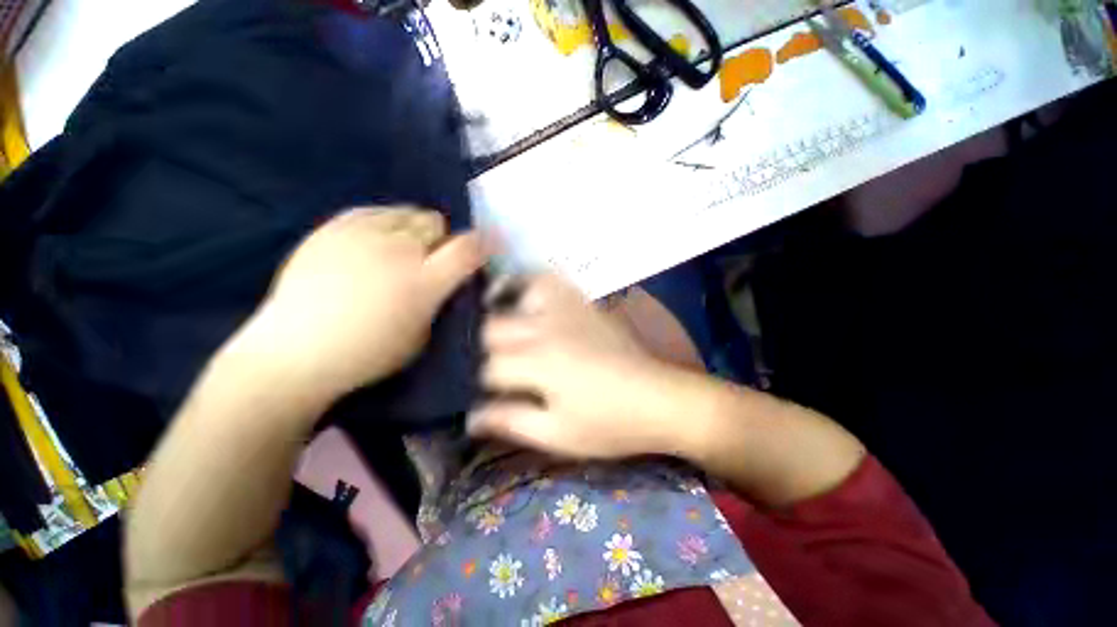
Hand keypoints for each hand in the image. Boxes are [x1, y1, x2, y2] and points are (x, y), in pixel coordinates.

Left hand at [233, 207, 483, 401]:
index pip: (468, 248)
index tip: (490, 244)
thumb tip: (449, 278)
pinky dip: (385, 223)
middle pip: (436, 223)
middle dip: (441, 240)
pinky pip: (374, 210)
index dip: (485, 243)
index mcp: (423, 282)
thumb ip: (440, 300)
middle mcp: (397, 250)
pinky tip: (374, 242)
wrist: (295, 351)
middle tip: (431, 259)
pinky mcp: (332, 227)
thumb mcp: (422, 335)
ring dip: (415, 230)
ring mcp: (361, 234)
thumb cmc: (368, 354)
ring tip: (401, 250)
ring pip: (408, 212)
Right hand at [468, 274, 692, 458]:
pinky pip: (552, 281)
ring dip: (508, 309)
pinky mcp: (584, 303)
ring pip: (518, 293)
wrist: (658, 399)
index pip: (490, 367)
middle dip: (493, 351)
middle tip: (504, 369)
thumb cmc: (608, 424)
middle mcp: (546, 327)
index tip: (497, 397)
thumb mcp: (557, 434)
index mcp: (538, 362)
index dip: (488, 386)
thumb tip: (470, 418)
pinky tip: (533, 301)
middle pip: (495, 328)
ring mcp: (567, 309)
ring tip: (509, 326)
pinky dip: (536, 286)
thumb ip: (510, 421)